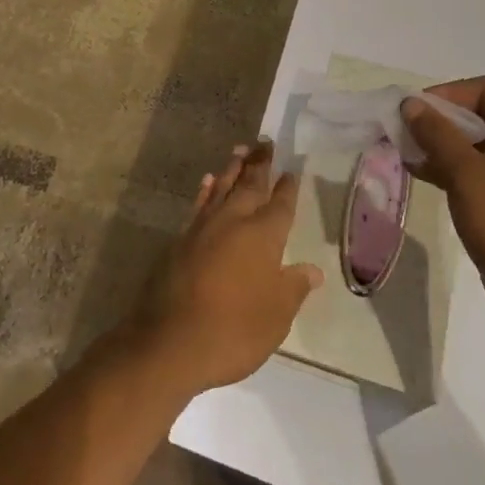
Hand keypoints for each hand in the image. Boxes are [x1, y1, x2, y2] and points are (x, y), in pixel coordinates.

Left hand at [126, 143, 324, 396]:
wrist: (171, 341)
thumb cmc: (234, 330)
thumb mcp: (276, 316)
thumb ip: (293, 287)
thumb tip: (312, 270)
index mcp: (263, 236)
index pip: (280, 205)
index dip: (287, 188)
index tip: (291, 171)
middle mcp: (234, 222)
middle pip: (250, 185)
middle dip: (260, 165)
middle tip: (265, 143)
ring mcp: (204, 227)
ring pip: (222, 188)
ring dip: (233, 169)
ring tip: (240, 150)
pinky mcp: (181, 239)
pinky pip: (199, 203)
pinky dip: (206, 190)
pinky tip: (208, 181)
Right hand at [402, 78, 484, 361]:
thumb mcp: (467, 175)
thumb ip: (437, 134)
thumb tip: (411, 103)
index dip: (449, 93)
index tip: (416, 111)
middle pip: (482, 113)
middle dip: (441, 119)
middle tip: (406, 132)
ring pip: (478, 143)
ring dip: (442, 144)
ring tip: (407, 153)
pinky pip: (481, 170)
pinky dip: (453, 167)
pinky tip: (422, 176)